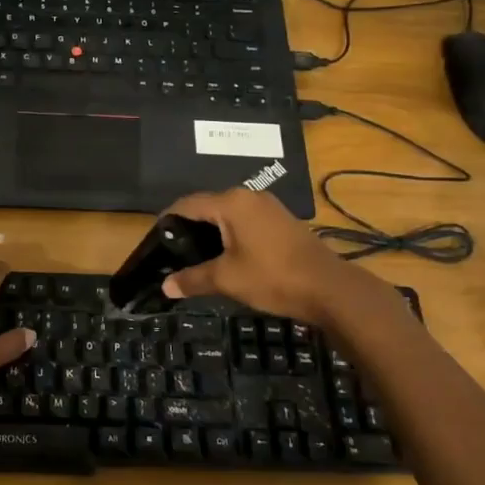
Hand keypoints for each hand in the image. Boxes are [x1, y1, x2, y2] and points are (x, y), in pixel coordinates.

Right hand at [158, 187, 397, 327]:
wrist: (329, 288)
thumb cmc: (273, 278)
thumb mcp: (227, 280)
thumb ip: (193, 279)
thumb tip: (165, 286)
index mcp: (231, 203)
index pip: (187, 203)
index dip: (168, 220)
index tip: (155, 239)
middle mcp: (248, 196)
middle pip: (207, 206)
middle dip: (188, 226)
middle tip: (172, 251)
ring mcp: (267, 206)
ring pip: (227, 213)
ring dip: (210, 231)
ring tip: (194, 255)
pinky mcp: (280, 220)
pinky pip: (244, 220)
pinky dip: (229, 233)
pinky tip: (225, 255)